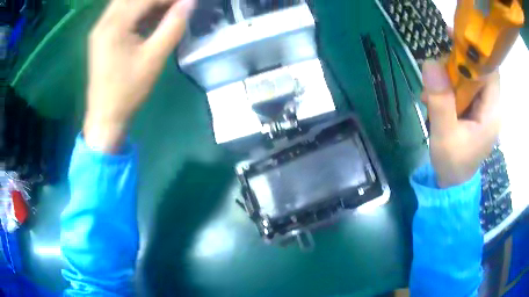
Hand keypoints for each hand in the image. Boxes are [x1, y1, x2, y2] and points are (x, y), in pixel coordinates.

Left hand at [84, 0, 195, 152]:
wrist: (105, 116)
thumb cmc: (128, 91)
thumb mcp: (154, 58)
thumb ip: (173, 25)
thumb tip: (190, 2)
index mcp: (114, 25)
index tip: (188, 2)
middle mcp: (104, 21)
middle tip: (175, 6)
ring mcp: (100, 29)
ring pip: (126, 2)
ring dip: (147, 3)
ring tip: (167, 9)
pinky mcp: (101, 36)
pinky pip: (121, 13)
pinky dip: (138, 10)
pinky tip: (152, 16)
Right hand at [422, 60, 500, 187]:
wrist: (453, 183)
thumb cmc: (453, 164)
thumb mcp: (445, 136)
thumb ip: (441, 101)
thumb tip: (430, 63)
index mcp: (492, 112)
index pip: (490, 70)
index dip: (474, 51)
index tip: (451, 36)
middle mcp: (492, 107)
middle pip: (478, 70)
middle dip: (455, 66)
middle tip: (434, 73)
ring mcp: (484, 109)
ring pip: (469, 78)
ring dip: (449, 78)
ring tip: (430, 93)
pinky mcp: (476, 111)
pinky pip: (464, 89)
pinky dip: (449, 87)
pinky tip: (436, 98)